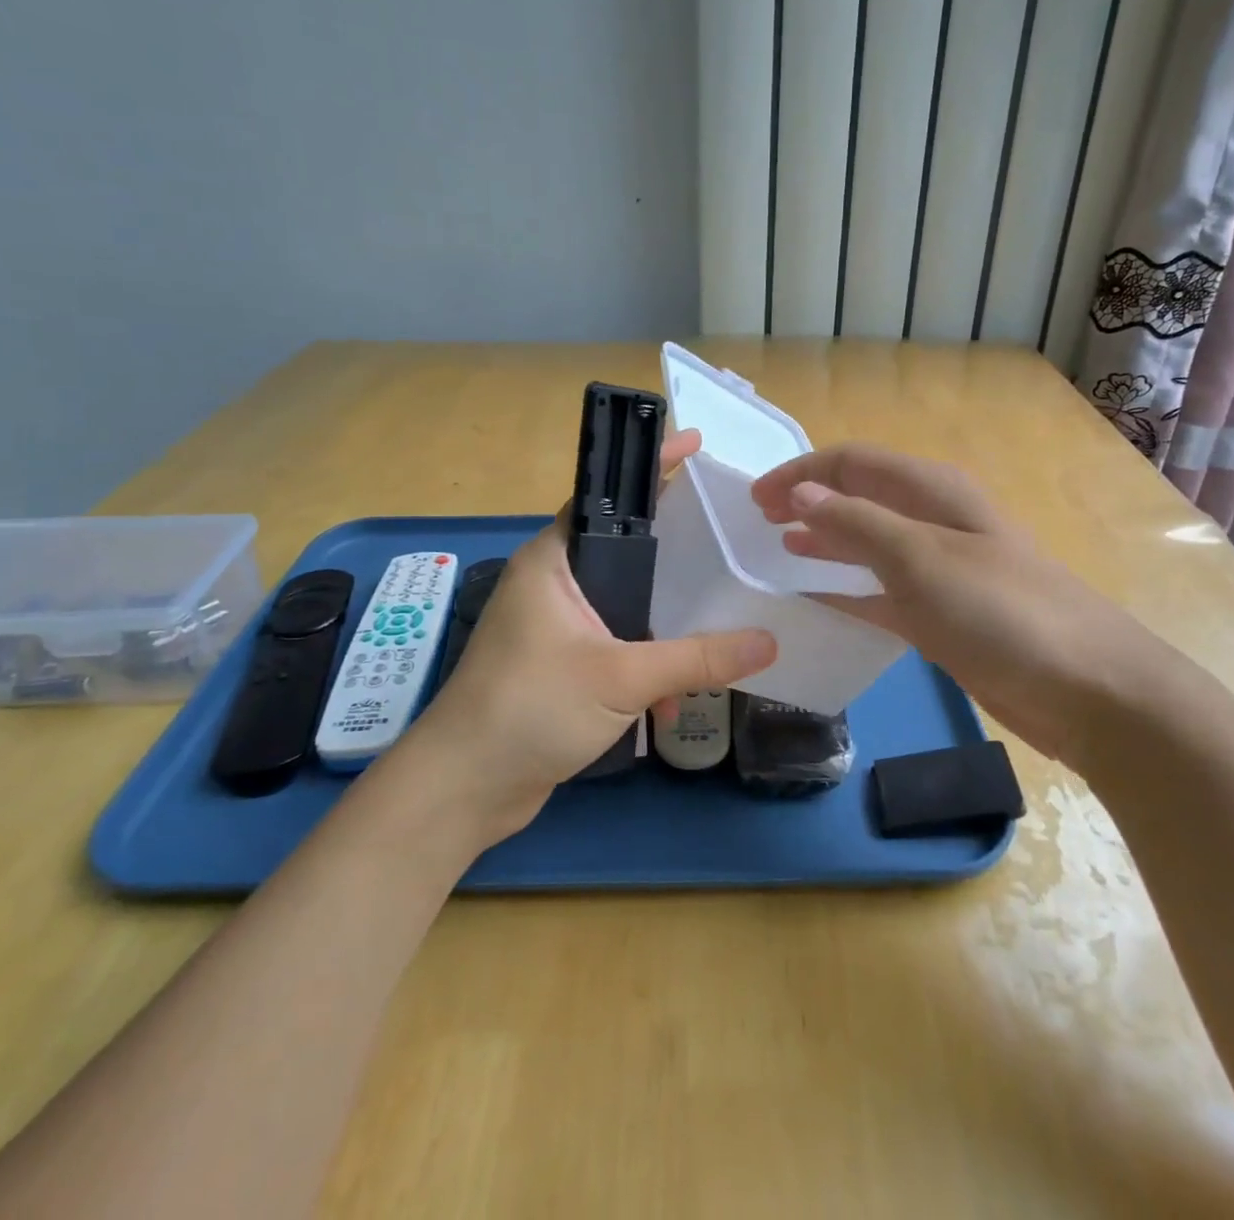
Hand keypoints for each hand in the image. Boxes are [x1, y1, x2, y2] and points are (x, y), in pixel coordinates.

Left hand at [390, 430, 776, 843]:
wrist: (465, 789)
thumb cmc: (530, 709)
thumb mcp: (622, 678)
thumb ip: (697, 658)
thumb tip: (768, 642)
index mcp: (553, 561)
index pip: (608, 497)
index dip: (652, 469)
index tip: (697, 445)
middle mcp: (553, 584)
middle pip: (626, 554)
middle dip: (676, 560)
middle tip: (728, 544)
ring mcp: (555, 628)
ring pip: (626, 608)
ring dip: (664, 634)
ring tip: (714, 646)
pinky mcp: (562, 667)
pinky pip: (617, 650)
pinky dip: (644, 671)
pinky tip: (667, 709)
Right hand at [751, 443, 1187, 770]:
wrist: (1087, 688)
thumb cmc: (1002, 611)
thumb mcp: (921, 558)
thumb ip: (855, 522)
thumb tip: (799, 493)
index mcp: (933, 492)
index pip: (853, 462)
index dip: (801, 473)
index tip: (754, 500)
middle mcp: (934, 521)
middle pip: (859, 497)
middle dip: (808, 501)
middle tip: (757, 521)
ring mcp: (939, 569)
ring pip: (867, 542)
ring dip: (824, 539)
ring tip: (779, 547)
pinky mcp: (942, 614)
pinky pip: (880, 590)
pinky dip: (846, 588)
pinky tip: (817, 596)